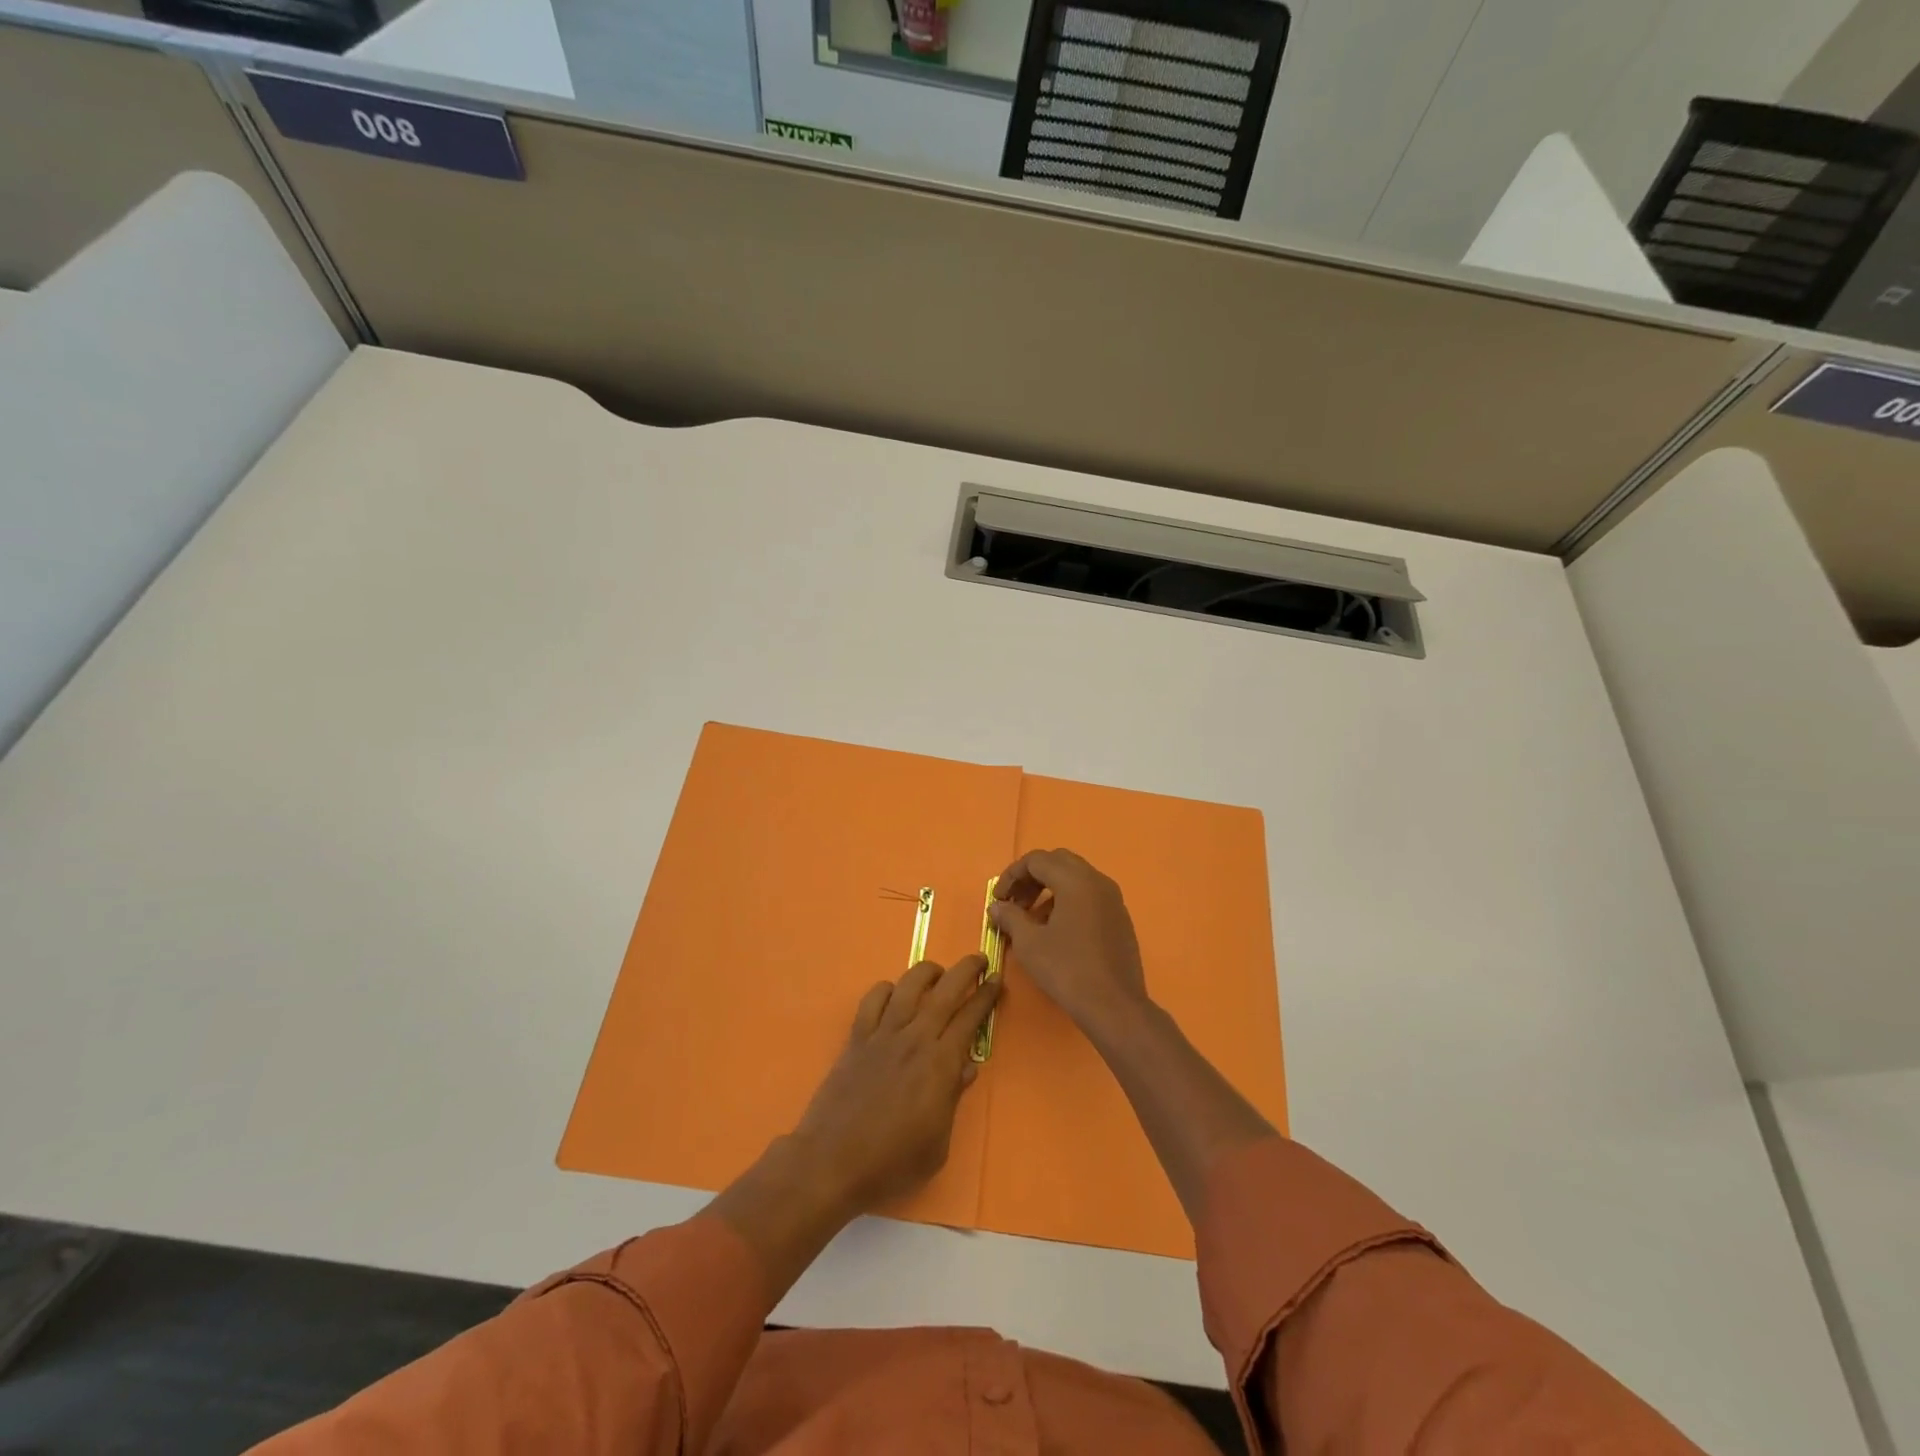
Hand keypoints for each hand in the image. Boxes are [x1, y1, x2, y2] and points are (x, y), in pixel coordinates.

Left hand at [791, 955, 1000, 1216]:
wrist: (832, 1163)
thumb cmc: (891, 1163)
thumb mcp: (937, 1145)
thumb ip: (953, 1099)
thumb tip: (967, 1067)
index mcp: (940, 1064)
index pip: (970, 1019)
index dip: (986, 997)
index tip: (996, 981)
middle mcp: (914, 1039)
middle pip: (945, 991)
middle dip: (966, 970)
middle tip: (979, 959)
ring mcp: (882, 1035)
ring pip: (908, 985)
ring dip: (928, 971)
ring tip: (938, 971)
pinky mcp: (856, 1038)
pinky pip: (873, 1000)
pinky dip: (886, 989)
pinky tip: (893, 994)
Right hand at [989, 849, 1150, 1039]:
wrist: (1114, 1006)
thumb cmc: (1067, 970)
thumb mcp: (1030, 943)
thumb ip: (1010, 917)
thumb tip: (998, 906)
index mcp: (1076, 880)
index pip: (1037, 860)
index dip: (1012, 875)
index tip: (998, 899)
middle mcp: (1097, 881)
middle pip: (1058, 862)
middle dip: (1031, 877)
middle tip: (1014, 902)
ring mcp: (1113, 899)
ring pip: (1075, 878)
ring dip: (1049, 889)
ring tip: (1031, 919)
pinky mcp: (1120, 918)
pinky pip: (1089, 896)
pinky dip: (1068, 901)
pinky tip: (1056, 930)